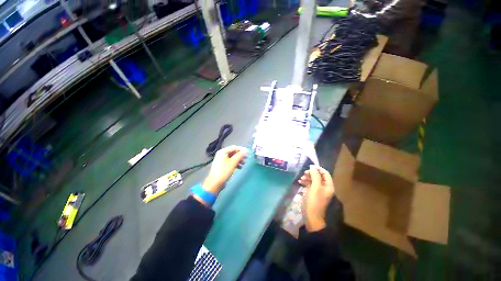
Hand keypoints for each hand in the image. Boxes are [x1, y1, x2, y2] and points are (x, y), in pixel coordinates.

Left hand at [202, 145, 247, 193]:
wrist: (215, 183)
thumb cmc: (224, 171)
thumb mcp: (233, 162)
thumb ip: (240, 155)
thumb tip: (246, 150)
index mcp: (223, 151)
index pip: (234, 147)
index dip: (242, 150)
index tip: (248, 154)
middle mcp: (222, 154)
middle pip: (233, 152)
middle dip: (240, 155)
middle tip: (246, 159)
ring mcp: (222, 160)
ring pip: (233, 157)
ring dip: (239, 159)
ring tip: (244, 164)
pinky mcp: (222, 165)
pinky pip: (230, 162)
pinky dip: (235, 163)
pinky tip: (240, 167)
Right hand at [298, 165, 334, 231]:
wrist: (311, 216)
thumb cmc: (314, 201)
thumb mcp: (315, 187)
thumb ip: (315, 176)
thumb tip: (313, 166)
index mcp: (328, 186)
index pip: (325, 174)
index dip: (318, 169)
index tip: (310, 166)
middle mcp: (324, 187)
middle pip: (319, 176)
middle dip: (311, 173)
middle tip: (304, 173)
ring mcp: (318, 191)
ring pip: (313, 180)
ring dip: (307, 178)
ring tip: (301, 178)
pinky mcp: (312, 194)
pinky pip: (309, 185)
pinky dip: (305, 182)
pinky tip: (300, 182)